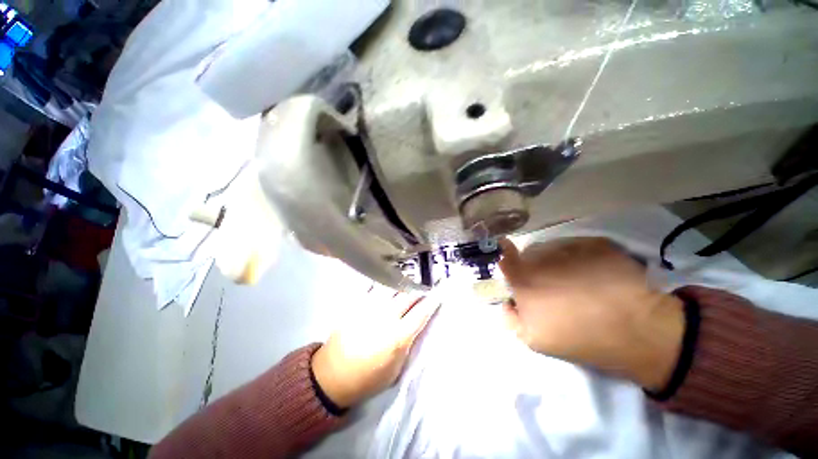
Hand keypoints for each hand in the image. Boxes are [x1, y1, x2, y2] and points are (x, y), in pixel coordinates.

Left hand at [311, 289, 439, 408]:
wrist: (332, 376)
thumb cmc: (368, 378)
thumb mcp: (395, 369)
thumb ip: (407, 344)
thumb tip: (416, 324)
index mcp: (397, 337)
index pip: (421, 313)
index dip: (432, 301)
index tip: (439, 293)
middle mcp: (385, 318)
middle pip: (407, 295)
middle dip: (419, 288)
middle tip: (425, 285)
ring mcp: (369, 308)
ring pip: (391, 287)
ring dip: (402, 282)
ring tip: (408, 279)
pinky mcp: (355, 305)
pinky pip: (372, 287)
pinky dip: (382, 282)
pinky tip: (386, 277)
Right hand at [500, 237, 684, 390]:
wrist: (640, 333)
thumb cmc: (582, 338)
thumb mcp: (534, 340)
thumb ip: (510, 318)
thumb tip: (506, 301)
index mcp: (525, 277)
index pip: (504, 257)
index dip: (506, 257)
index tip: (512, 262)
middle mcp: (542, 256)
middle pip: (529, 252)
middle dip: (535, 264)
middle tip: (553, 283)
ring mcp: (571, 246)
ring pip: (554, 247)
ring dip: (557, 259)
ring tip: (577, 279)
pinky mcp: (597, 243)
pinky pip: (578, 245)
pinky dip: (581, 256)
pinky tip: (596, 274)